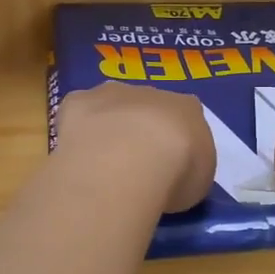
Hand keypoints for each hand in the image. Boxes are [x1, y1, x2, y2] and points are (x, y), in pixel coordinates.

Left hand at [56, 83, 215, 213]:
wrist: (131, 160)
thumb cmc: (176, 173)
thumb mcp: (199, 181)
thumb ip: (187, 168)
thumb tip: (174, 172)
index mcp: (187, 108)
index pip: (185, 116)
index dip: (175, 140)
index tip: (168, 164)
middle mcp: (150, 92)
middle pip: (146, 108)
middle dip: (140, 131)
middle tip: (133, 166)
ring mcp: (111, 93)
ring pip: (110, 106)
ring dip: (108, 127)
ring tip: (102, 164)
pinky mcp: (77, 101)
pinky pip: (78, 113)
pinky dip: (76, 129)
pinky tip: (76, 154)